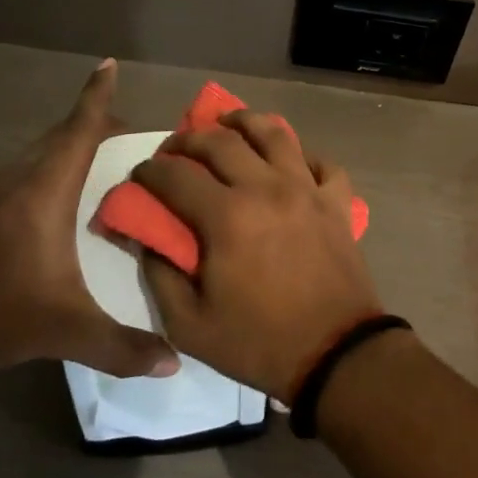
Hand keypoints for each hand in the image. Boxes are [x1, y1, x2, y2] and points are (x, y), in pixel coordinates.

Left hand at [0, 60, 179, 377]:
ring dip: (66, 155)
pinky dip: (41, 178)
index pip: (78, 130)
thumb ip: (119, 346)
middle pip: (59, 138)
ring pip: (34, 158)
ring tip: (96, 173)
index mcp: (45, 190)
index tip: (107, 64)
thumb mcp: (62, 330)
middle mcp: (16, 179)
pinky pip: (15, 179)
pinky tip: (47, 212)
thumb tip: (173, 362)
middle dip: (93, 128)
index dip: (96, 96)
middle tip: (128, 138)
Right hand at [130, 110, 381, 399]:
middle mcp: (267, 188)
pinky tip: (290, 161)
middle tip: (176, 149)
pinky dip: (304, 154)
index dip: (149, 170)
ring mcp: (308, 189)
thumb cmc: (259, 342)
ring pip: (275, 133)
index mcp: (227, 216)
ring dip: (245, 122)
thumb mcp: (190, 325)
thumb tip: (147, 238)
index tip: (140, 175)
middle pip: (221, 141)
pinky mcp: (337, 202)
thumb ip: (160, 275)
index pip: (175, 175)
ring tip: (229, 125)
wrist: (336, 354)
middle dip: (189, 139)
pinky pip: (322, 161)